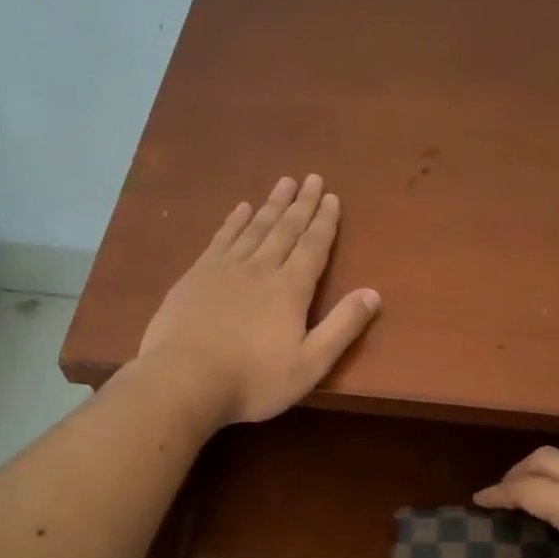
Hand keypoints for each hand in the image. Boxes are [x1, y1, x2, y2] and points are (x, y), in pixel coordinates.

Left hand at [137, 174, 380, 424]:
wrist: (184, 379)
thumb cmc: (254, 380)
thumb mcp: (310, 364)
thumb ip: (342, 327)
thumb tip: (373, 293)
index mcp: (291, 289)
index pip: (313, 247)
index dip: (324, 222)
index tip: (332, 197)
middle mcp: (260, 268)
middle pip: (285, 229)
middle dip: (302, 204)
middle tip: (312, 178)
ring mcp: (225, 269)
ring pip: (254, 227)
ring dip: (271, 205)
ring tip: (284, 183)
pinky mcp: (196, 276)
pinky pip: (222, 238)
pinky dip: (234, 221)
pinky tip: (241, 209)